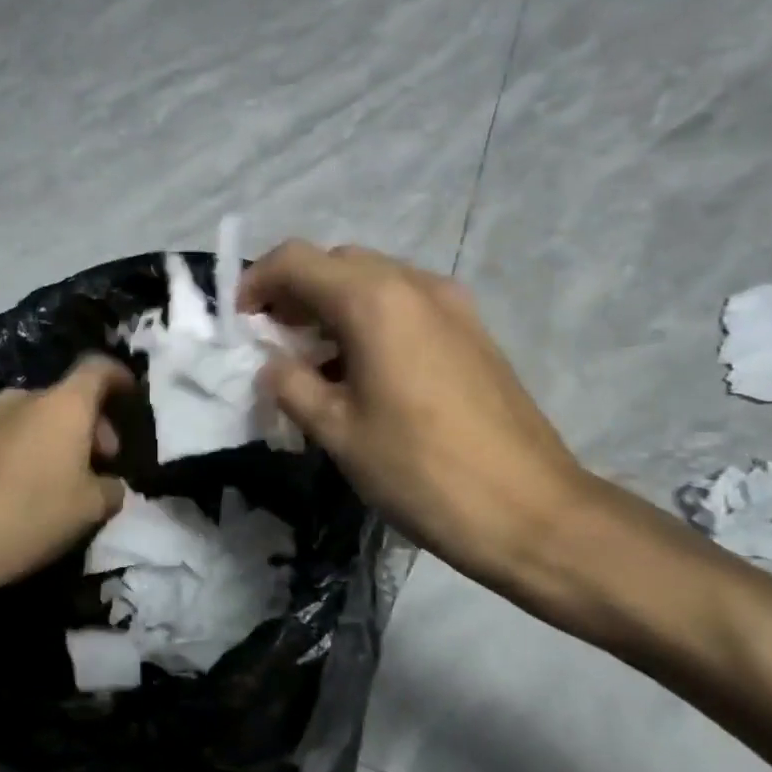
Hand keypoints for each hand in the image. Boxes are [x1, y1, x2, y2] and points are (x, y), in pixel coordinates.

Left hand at [0, 355, 132, 602]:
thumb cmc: (27, 515)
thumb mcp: (90, 509)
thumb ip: (110, 489)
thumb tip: (108, 484)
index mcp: (63, 404)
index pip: (99, 368)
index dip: (120, 378)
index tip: (132, 397)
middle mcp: (24, 399)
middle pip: (69, 398)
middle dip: (92, 425)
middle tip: (102, 463)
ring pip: (38, 419)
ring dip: (59, 441)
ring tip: (66, 483)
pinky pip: (10, 439)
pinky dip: (29, 454)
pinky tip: (28, 493)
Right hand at [240, 242, 592, 594]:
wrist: (531, 511)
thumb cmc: (422, 471)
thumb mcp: (339, 432)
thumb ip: (293, 386)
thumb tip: (273, 366)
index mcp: (375, 300)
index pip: (296, 260)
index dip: (257, 282)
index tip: (240, 323)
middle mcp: (415, 284)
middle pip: (337, 263)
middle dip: (296, 292)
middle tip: (274, 340)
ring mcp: (452, 304)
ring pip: (374, 281)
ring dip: (333, 305)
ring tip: (314, 359)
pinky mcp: (473, 330)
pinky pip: (406, 304)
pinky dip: (370, 319)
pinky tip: (363, 370)